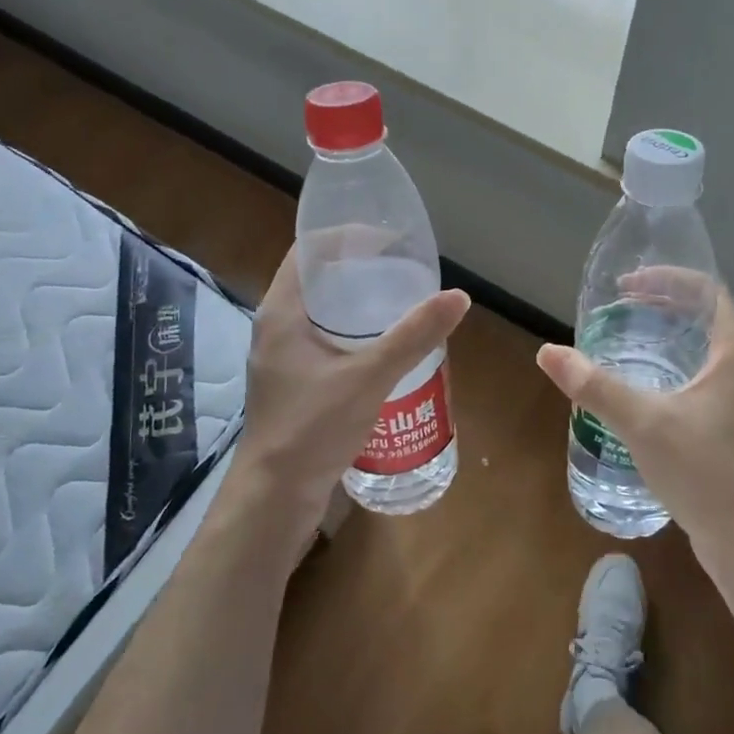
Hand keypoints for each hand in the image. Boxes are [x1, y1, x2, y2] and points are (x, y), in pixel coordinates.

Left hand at [233, 243, 469, 534]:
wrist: (276, 497)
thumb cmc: (313, 427)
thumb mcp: (370, 376)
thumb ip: (414, 336)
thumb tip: (458, 296)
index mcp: (281, 312)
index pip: (308, 250)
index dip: (346, 236)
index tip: (389, 239)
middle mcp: (275, 327)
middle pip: (316, 279)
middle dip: (358, 269)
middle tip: (402, 269)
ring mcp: (280, 357)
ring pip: (320, 312)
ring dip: (356, 302)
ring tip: (399, 301)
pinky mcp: (292, 382)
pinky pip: (323, 340)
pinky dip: (352, 332)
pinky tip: (383, 347)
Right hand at [535, 281, 733, 562]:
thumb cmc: (703, 471)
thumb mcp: (642, 423)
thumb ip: (594, 386)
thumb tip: (547, 352)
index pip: (706, 291)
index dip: (667, 279)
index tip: (627, 285)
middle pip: (705, 315)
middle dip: (662, 304)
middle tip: (619, 307)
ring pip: (704, 347)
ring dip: (667, 334)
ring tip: (626, 337)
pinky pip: (702, 373)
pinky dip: (673, 363)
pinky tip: (644, 384)